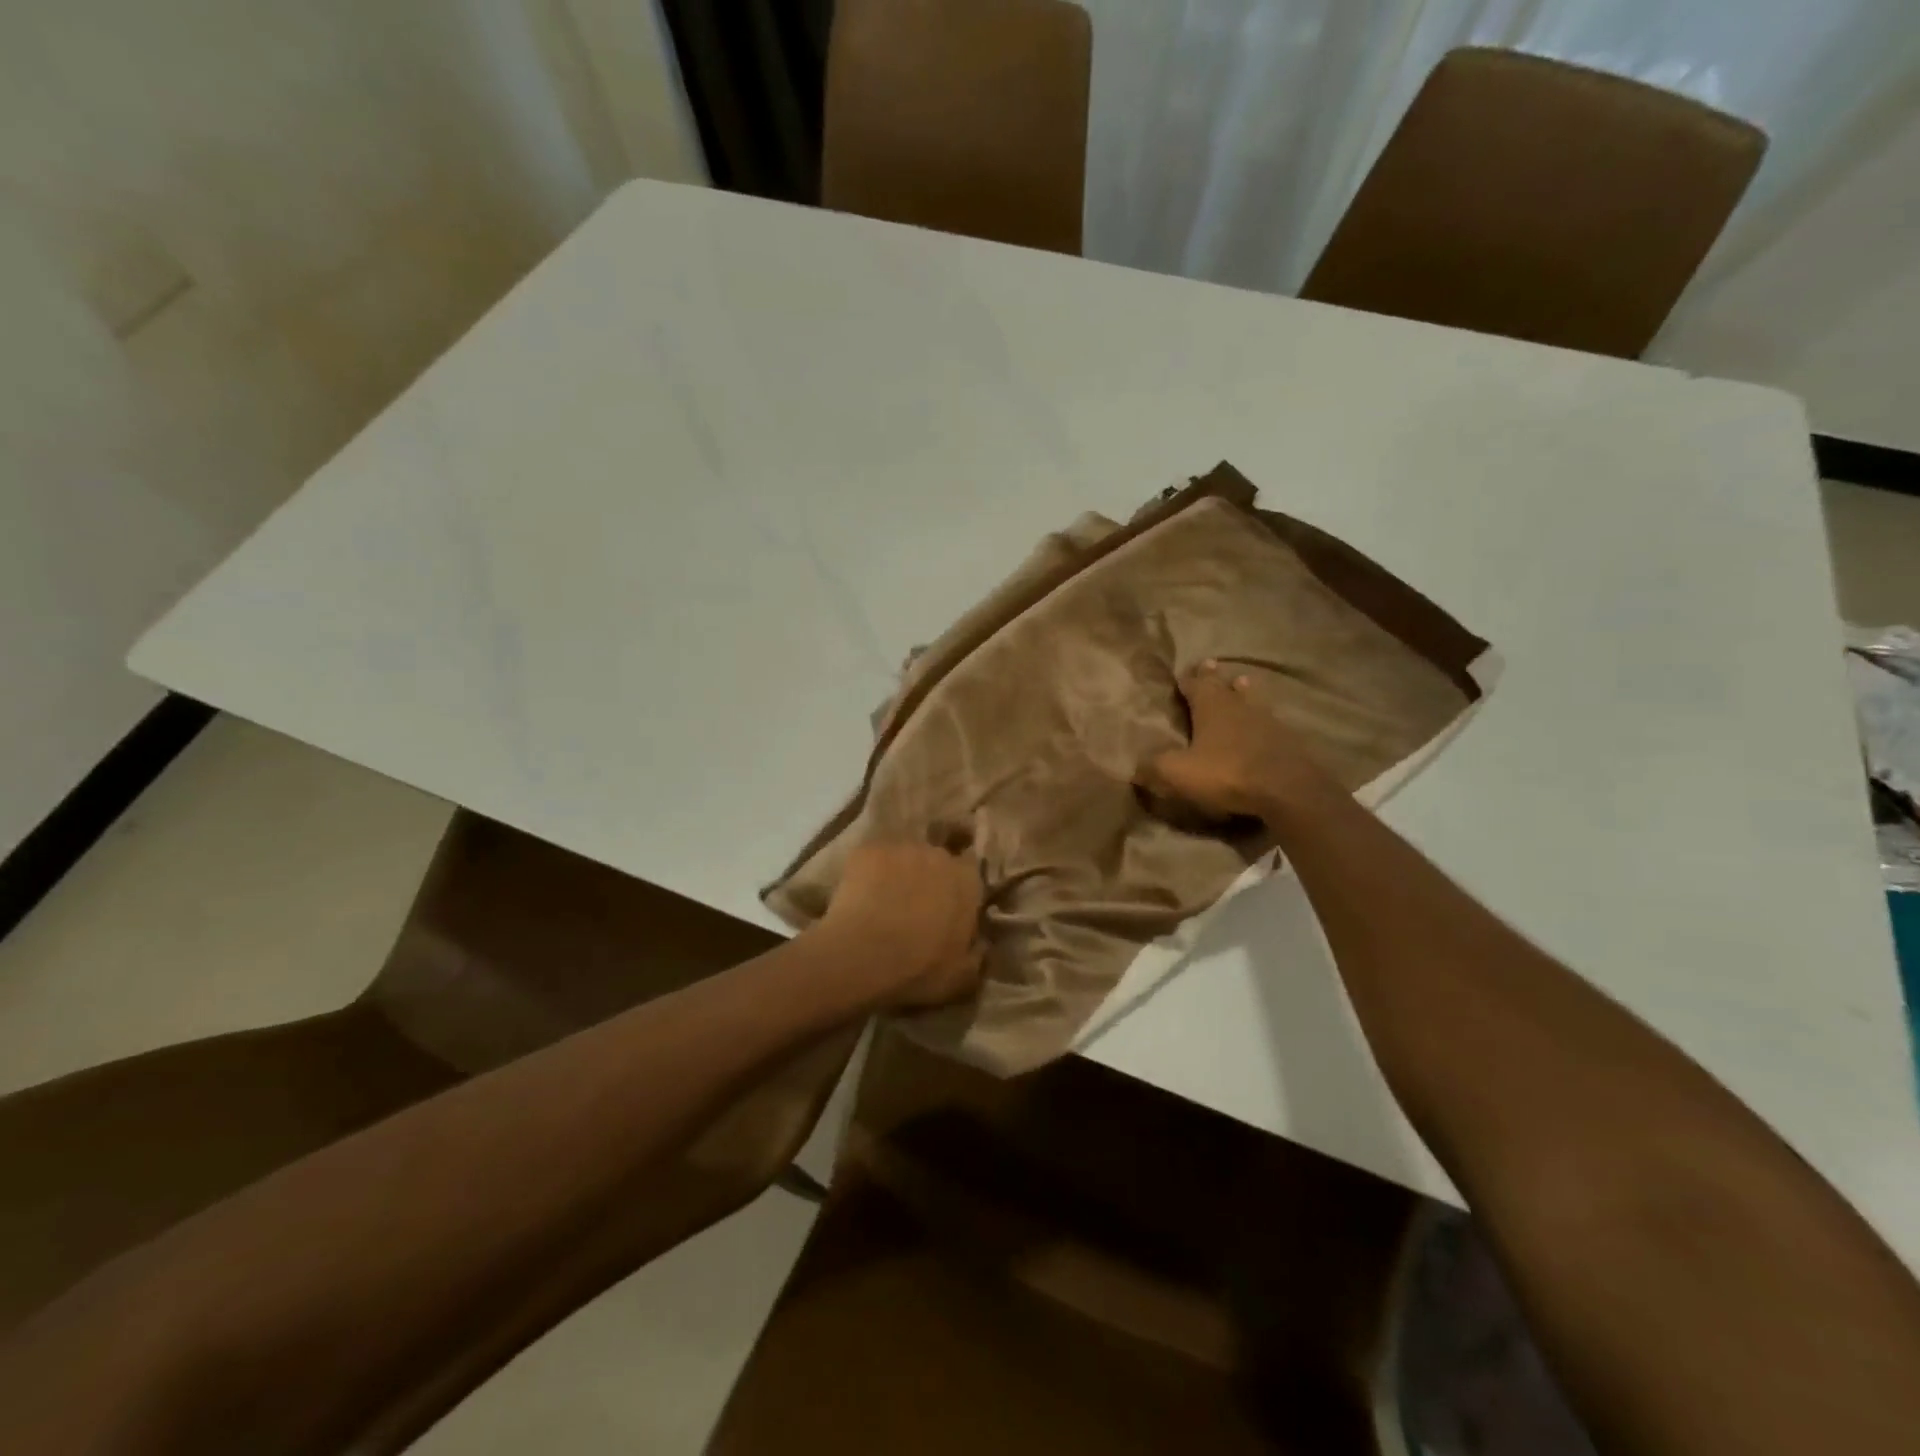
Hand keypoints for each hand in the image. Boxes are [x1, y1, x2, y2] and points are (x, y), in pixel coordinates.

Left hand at [819, 841, 985, 1009]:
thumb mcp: (961, 975)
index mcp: (968, 881)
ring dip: (900, 870)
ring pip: (905, 854)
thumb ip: (976, 953)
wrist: (864, 955)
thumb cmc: (919, 968)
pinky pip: (874, 856)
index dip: (959, 884)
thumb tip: (980, 942)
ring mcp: (902, 848)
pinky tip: (859, 892)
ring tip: (884, 896)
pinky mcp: (869, 849)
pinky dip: (869, 869)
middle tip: (915, 901)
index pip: (971, 868)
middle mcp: (939, 855)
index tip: (950, 901)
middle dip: (930, 875)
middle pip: (938, 857)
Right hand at [1139, 660, 1336, 821]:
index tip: (1183, 673)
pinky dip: (1263, 719)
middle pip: (1225, 686)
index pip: (1196, 685)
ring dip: (1244, 691)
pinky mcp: (1288, 741)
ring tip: (1242, 683)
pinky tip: (1265, 724)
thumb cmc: (1227, 773)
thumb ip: (1154, 767)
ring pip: (1252, 699)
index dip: (1188, 680)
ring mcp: (1268, 721)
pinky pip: (1271, 722)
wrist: (1287, 789)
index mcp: (1211, 707)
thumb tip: (1134, 768)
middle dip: (1215, 677)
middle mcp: (1239, 706)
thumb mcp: (1178, 773)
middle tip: (1211, 664)